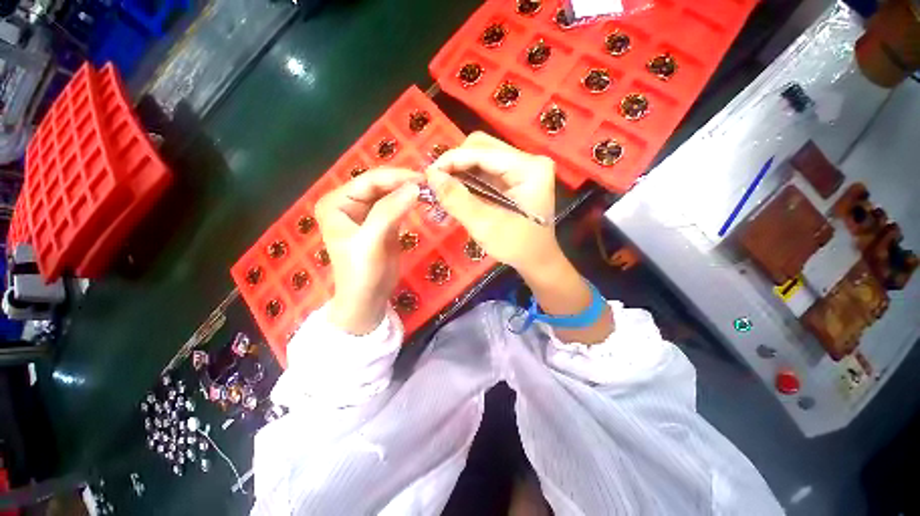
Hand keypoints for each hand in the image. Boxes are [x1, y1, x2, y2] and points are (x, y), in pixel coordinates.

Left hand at [315, 168, 422, 334]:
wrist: (368, 298)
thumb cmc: (362, 272)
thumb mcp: (372, 241)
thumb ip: (390, 211)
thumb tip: (415, 186)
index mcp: (337, 203)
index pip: (368, 181)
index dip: (396, 177)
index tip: (422, 178)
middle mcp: (349, 203)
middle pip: (379, 185)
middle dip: (403, 183)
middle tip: (429, 184)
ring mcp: (366, 213)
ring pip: (390, 194)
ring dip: (408, 191)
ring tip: (429, 190)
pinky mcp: (381, 222)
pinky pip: (396, 206)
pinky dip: (409, 202)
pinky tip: (422, 199)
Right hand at [425, 132, 559, 273]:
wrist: (537, 260)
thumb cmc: (517, 247)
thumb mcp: (485, 225)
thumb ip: (457, 199)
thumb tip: (431, 176)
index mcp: (529, 169)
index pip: (483, 151)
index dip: (452, 159)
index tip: (428, 175)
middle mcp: (528, 161)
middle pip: (482, 148)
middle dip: (456, 164)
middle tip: (437, 183)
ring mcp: (522, 168)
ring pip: (481, 157)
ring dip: (460, 171)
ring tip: (443, 188)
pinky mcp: (515, 178)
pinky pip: (485, 170)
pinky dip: (468, 179)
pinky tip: (457, 191)